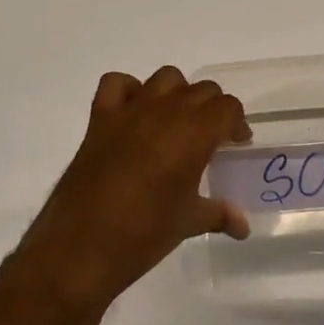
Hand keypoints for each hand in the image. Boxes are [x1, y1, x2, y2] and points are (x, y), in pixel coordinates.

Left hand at [14, 67, 250, 312]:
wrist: (81, 246)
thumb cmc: (144, 234)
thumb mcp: (188, 223)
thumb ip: (220, 214)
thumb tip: (242, 226)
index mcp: (194, 133)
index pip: (227, 107)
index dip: (236, 123)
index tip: (235, 143)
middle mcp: (166, 111)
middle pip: (202, 90)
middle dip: (212, 109)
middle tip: (210, 138)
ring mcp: (130, 110)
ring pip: (166, 78)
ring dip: (177, 93)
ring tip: (176, 122)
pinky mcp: (100, 118)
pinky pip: (118, 84)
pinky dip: (130, 91)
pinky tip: (134, 114)